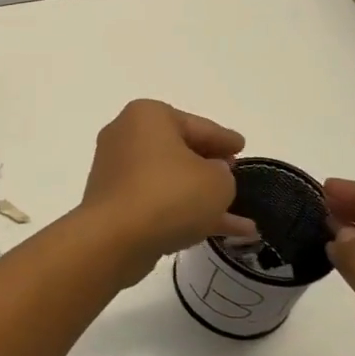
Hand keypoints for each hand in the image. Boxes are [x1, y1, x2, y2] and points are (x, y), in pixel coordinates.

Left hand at [79, 100, 256, 287]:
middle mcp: (127, 137)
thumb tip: (209, 175)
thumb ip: (222, 173)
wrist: (113, 239)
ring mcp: (117, 172)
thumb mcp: (217, 181)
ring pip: (170, 181)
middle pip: (180, 150)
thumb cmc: (169, 195)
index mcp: (148, 116)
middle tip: (234, 174)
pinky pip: (158, 202)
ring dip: (202, 196)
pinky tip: (222, 233)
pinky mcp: (114, 203)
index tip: (241, 145)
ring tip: (240, 214)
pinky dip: (185, 213)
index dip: (224, 138)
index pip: (198, 125)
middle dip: (210, 166)